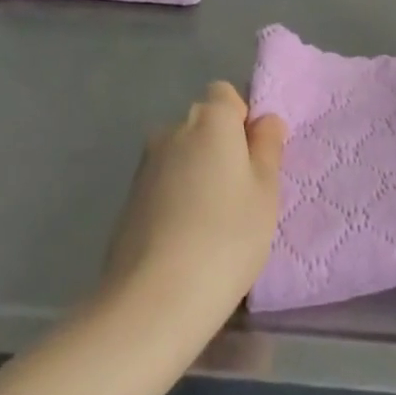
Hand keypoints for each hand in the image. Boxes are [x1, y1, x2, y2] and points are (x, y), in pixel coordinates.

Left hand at [103, 83, 285, 324]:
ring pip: (182, 156)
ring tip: (213, 224)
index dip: (243, 121)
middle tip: (241, 196)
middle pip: (203, 126)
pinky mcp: (128, 199)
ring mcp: (145, 165)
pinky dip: (176, 199)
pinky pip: (164, 184)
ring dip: (197, 175)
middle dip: (221, 149)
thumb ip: (267, 148)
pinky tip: (185, 239)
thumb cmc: (226, 237)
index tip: (255, 161)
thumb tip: (265, 121)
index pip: (226, 95)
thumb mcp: (265, 192)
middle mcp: (173, 130)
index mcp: (210, 119)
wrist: (153, 299)